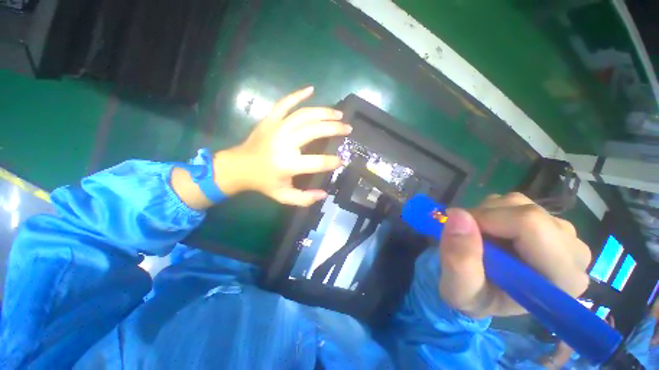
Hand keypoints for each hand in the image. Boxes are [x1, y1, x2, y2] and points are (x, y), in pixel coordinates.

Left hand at [214, 86, 351, 205]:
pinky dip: (298, 94)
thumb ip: (304, 198)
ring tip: (339, 114)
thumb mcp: (283, 196)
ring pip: (304, 115)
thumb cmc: (263, 182)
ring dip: (324, 112)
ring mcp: (276, 128)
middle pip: (314, 130)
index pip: (318, 162)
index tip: (342, 160)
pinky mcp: (270, 120)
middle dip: (334, 128)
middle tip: (348, 128)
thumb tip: (324, 194)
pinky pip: (284, 103)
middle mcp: (284, 143)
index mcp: (288, 164)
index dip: (333, 161)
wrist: (238, 167)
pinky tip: (311, 89)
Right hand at [438, 192, 591, 317]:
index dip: (488, 221)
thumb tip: (458, 215)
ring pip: (519, 203)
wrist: (483, 293)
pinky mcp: (548, 222)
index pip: (531, 226)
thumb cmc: (474, 298)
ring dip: (486, 214)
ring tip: (478, 237)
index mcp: (561, 280)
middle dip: (485, 218)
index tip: (462, 233)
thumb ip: (459, 260)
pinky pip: (516, 202)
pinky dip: (491, 211)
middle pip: (527, 213)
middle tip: (468, 237)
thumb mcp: (458, 290)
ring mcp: (564, 234)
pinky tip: (488, 231)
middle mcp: (573, 253)